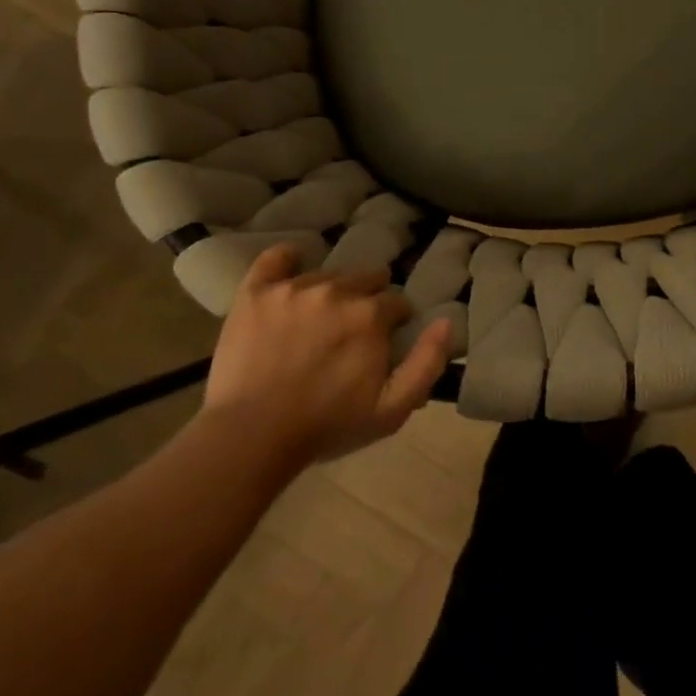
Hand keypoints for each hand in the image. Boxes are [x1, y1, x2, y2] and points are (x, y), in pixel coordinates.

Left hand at [201, 245, 453, 462]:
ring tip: (319, 319)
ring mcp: (293, 288)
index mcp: (370, 314)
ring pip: (326, 274)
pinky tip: (290, 268)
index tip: (383, 343)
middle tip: (352, 331)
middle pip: (365, 279)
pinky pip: (274, 259)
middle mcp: (336, 290)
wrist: (250, 437)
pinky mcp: (255, 293)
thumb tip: (445, 321)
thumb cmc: (327, 425)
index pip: (396, 302)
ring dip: (331, 291)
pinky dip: (286, 260)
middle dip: (366, 300)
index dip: (394, 322)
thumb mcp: (393, 408)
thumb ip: (427, 362)